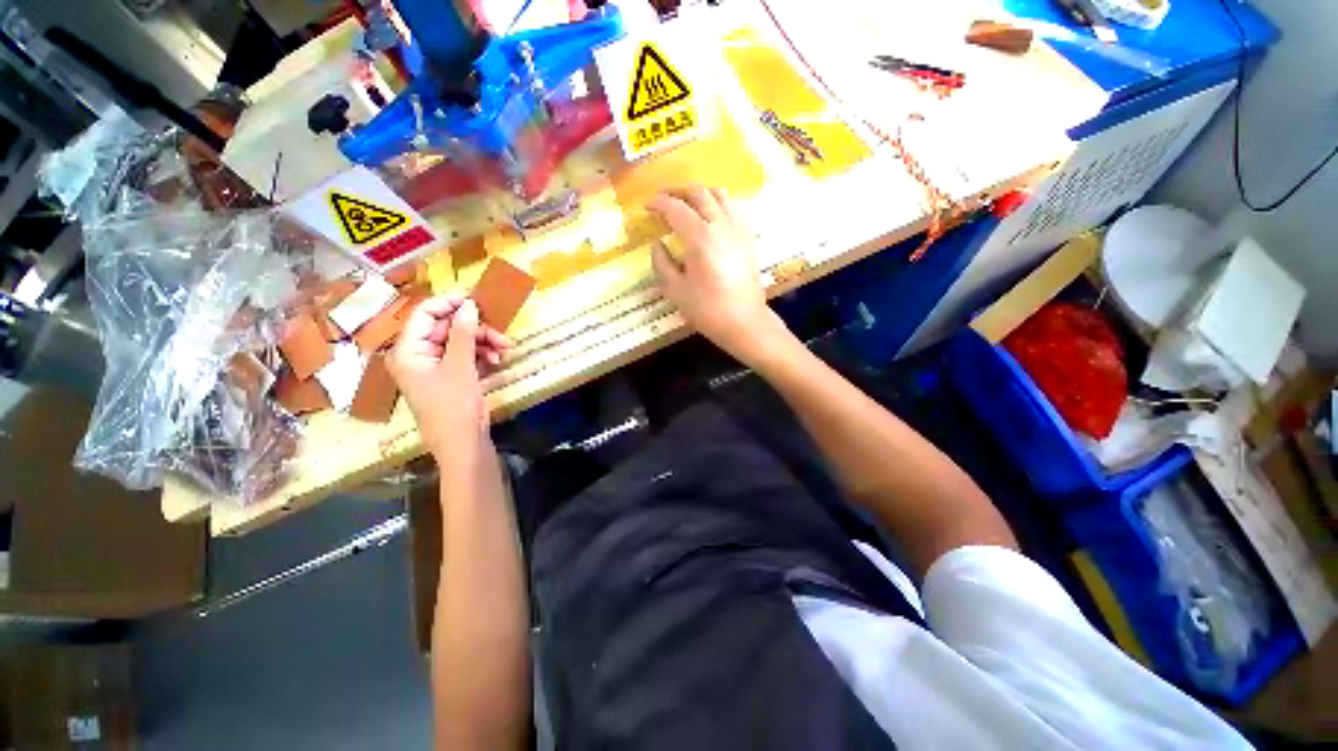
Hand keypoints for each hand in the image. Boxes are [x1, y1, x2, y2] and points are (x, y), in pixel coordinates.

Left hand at [389, 295, 510, 462]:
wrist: (463, 443)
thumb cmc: (454, 405)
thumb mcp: (460, 366)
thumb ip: (463, 333)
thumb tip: (469, 305)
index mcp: (408, 350)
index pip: (424, 314)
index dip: (449, 303)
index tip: (477, 300)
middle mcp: (418, 354)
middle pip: (446, 327)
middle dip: (475, 328)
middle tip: (500, 334)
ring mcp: (435, 366)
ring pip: (460, 341)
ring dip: (483, 342)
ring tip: (505, 349)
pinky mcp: (451, 376)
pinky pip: (466, 355)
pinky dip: (482, 354)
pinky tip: (497, 360)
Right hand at [649, 186, 787, 364]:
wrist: (744, 321)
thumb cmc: (707, 309)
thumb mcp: (675, 290)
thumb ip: (661, 263)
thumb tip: (657, 244)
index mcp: (700, 237)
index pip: (675, 208)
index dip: (658, 203)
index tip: (647, 206)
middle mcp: (721, 225)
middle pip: (699, 193)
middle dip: (678, 191)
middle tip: (664, 200)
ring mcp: (738, 229)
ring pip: (720, 195)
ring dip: (700, 194)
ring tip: (687, 204)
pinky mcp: (748, 237)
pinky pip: (733, 208)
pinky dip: (719, 204)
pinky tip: (711, 218)